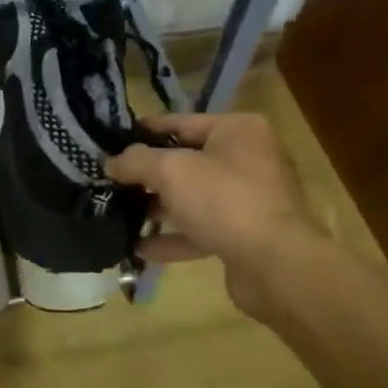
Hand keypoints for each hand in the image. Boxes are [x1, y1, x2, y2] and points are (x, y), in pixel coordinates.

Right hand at [106, 112, 321, 313]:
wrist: (277, 265)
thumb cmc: (225, 201)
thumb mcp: (171, 171)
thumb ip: (135, 161)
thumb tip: (110, 162)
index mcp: (237, 130)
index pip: (180, 122)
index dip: (143, 132)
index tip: (110, 142)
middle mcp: (248, 159)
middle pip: (186, 161)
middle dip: (148, 174)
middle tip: (110, 182)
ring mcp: (249, 199)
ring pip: (192, 198)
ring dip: (157, 207)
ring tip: (119, 214)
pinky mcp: (245, 235)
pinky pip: (201, 230)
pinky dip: (173, 238)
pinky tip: (139, 248)